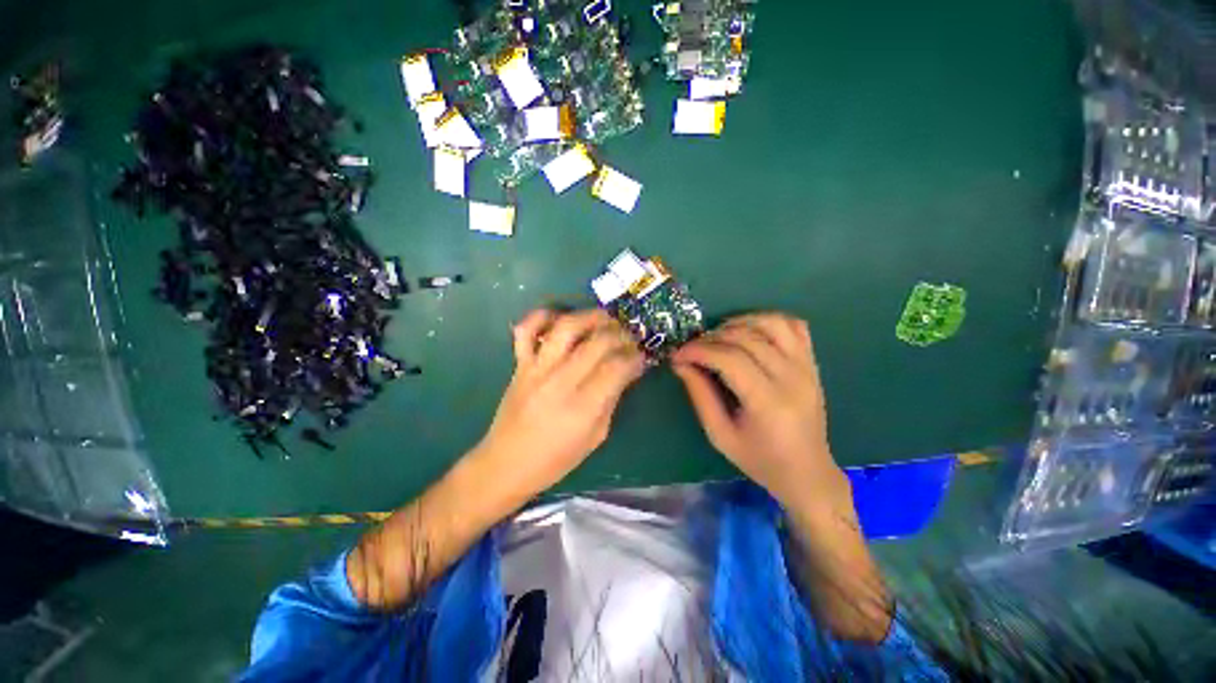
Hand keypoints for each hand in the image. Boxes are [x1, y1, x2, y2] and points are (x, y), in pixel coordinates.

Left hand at [471, 308, 645, 501]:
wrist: (506, 463)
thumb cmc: (556, 459)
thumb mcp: (596, 436)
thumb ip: (611, 399)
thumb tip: (627, 370)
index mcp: (583, 407)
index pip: (617, 367)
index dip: (635, 357)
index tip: (641, 356)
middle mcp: (561, 381)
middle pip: (598, 342)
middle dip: (621, 334)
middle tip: (629, 338)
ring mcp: (537, 369)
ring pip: (567, 327)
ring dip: (591, 317)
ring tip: (605, 319)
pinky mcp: (520, 364)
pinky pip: (527, 329)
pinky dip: (542, 316)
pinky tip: (560, 319)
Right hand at [672, 313, 843, 506]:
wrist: (807, 472)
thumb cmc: (760, 460)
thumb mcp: (720, 435)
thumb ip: (700, 395)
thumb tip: (681, 363)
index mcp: (768, 402)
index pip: (730, 359)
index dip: (699, 350)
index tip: (678, 354)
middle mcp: (792, 378)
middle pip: (747, 338)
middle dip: (711, 337)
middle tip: (692, 348)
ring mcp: (806, 367)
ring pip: (771, 323)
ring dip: (739, 322)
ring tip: (718, 335)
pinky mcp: (812, 363)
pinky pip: (794, 326)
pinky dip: (768, 320)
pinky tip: (750, 331)